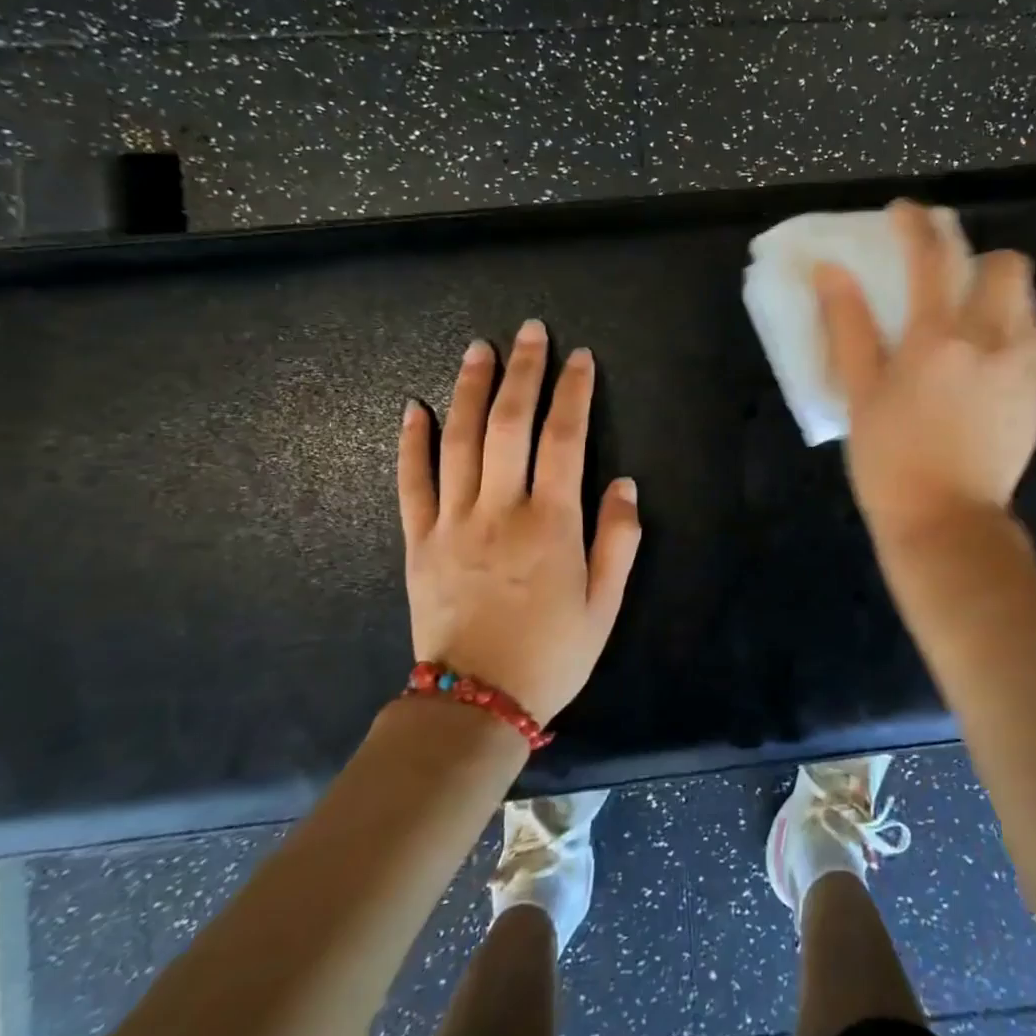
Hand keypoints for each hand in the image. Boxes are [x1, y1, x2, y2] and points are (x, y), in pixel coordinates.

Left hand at [397, 319, 641, 724]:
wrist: (475, 703)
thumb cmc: (552, 653)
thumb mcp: (606, 604)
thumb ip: (618, 540)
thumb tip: (624, 483)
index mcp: (552, 522)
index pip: (565, 438)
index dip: (575, 392)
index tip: (581, 358)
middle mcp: (501, 509)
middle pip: (510, 423)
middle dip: (523, 372)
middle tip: (530, 331)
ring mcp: (453, 521)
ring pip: (459, 440)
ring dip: (470, 389)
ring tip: (478, 348)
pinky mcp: (418, 540)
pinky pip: (411, 482)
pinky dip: (411, 442)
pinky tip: (414, 407)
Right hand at [815, 201, 1035, 545]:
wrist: (947, 523)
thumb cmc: (890, 460)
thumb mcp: (860, 392)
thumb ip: (848, 326)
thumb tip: (830, 271)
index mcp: (938, 337)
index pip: (931, 257)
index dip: (917, 224)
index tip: (905, 213)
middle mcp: (992, 340)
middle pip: (1007, 266)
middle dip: (980, 258)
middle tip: (952, 281)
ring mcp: (1025, 368)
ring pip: (1029, 303)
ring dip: (1001, 297)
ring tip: (973, 324)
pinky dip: (1015, 334)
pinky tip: (990, 365)